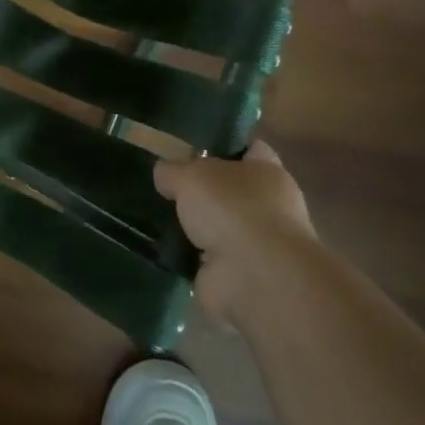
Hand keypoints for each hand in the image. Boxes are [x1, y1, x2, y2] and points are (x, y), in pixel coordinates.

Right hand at [154, 141, 317, 321]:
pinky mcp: (239, 276)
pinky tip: (162, 248)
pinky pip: (207, 259)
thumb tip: (164, 174)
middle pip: (231, 190)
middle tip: (166, 185)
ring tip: (156, 217)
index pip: (251, 149)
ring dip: (195, 227)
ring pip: (219, 226)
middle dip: (203, 190)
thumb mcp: (190, 176)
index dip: (226, 146)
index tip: (194, 147)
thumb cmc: (232, 210)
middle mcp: (268, 206)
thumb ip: (173, 170)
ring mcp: (256, 244)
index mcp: (267, 173)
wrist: (254, 278)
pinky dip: (189, 257)